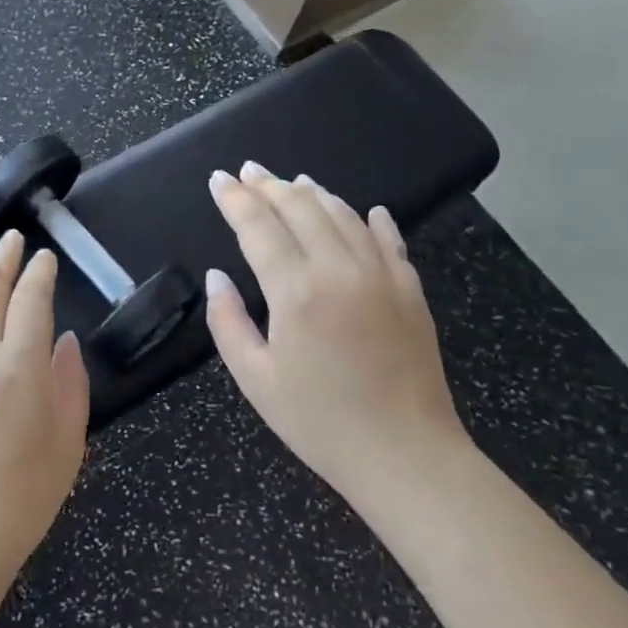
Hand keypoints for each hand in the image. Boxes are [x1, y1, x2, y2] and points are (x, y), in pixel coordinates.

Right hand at [204, 162, 468, 506]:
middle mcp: (339, 270)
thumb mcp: (255, 379)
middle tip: (250, 171)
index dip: (235, 199)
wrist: (407, 456)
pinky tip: (365, 210)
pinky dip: (372, 219)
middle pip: (301, 207)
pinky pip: (389, 240)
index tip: (220, 179)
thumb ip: (228, 321)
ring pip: (344, 214)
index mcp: (296, 291)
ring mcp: (382, 276)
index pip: (259, 226)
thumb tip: (217, 277)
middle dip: (270, 185)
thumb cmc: (320, 423)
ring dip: (314, 193)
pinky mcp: (411, 290)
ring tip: (293, 182)